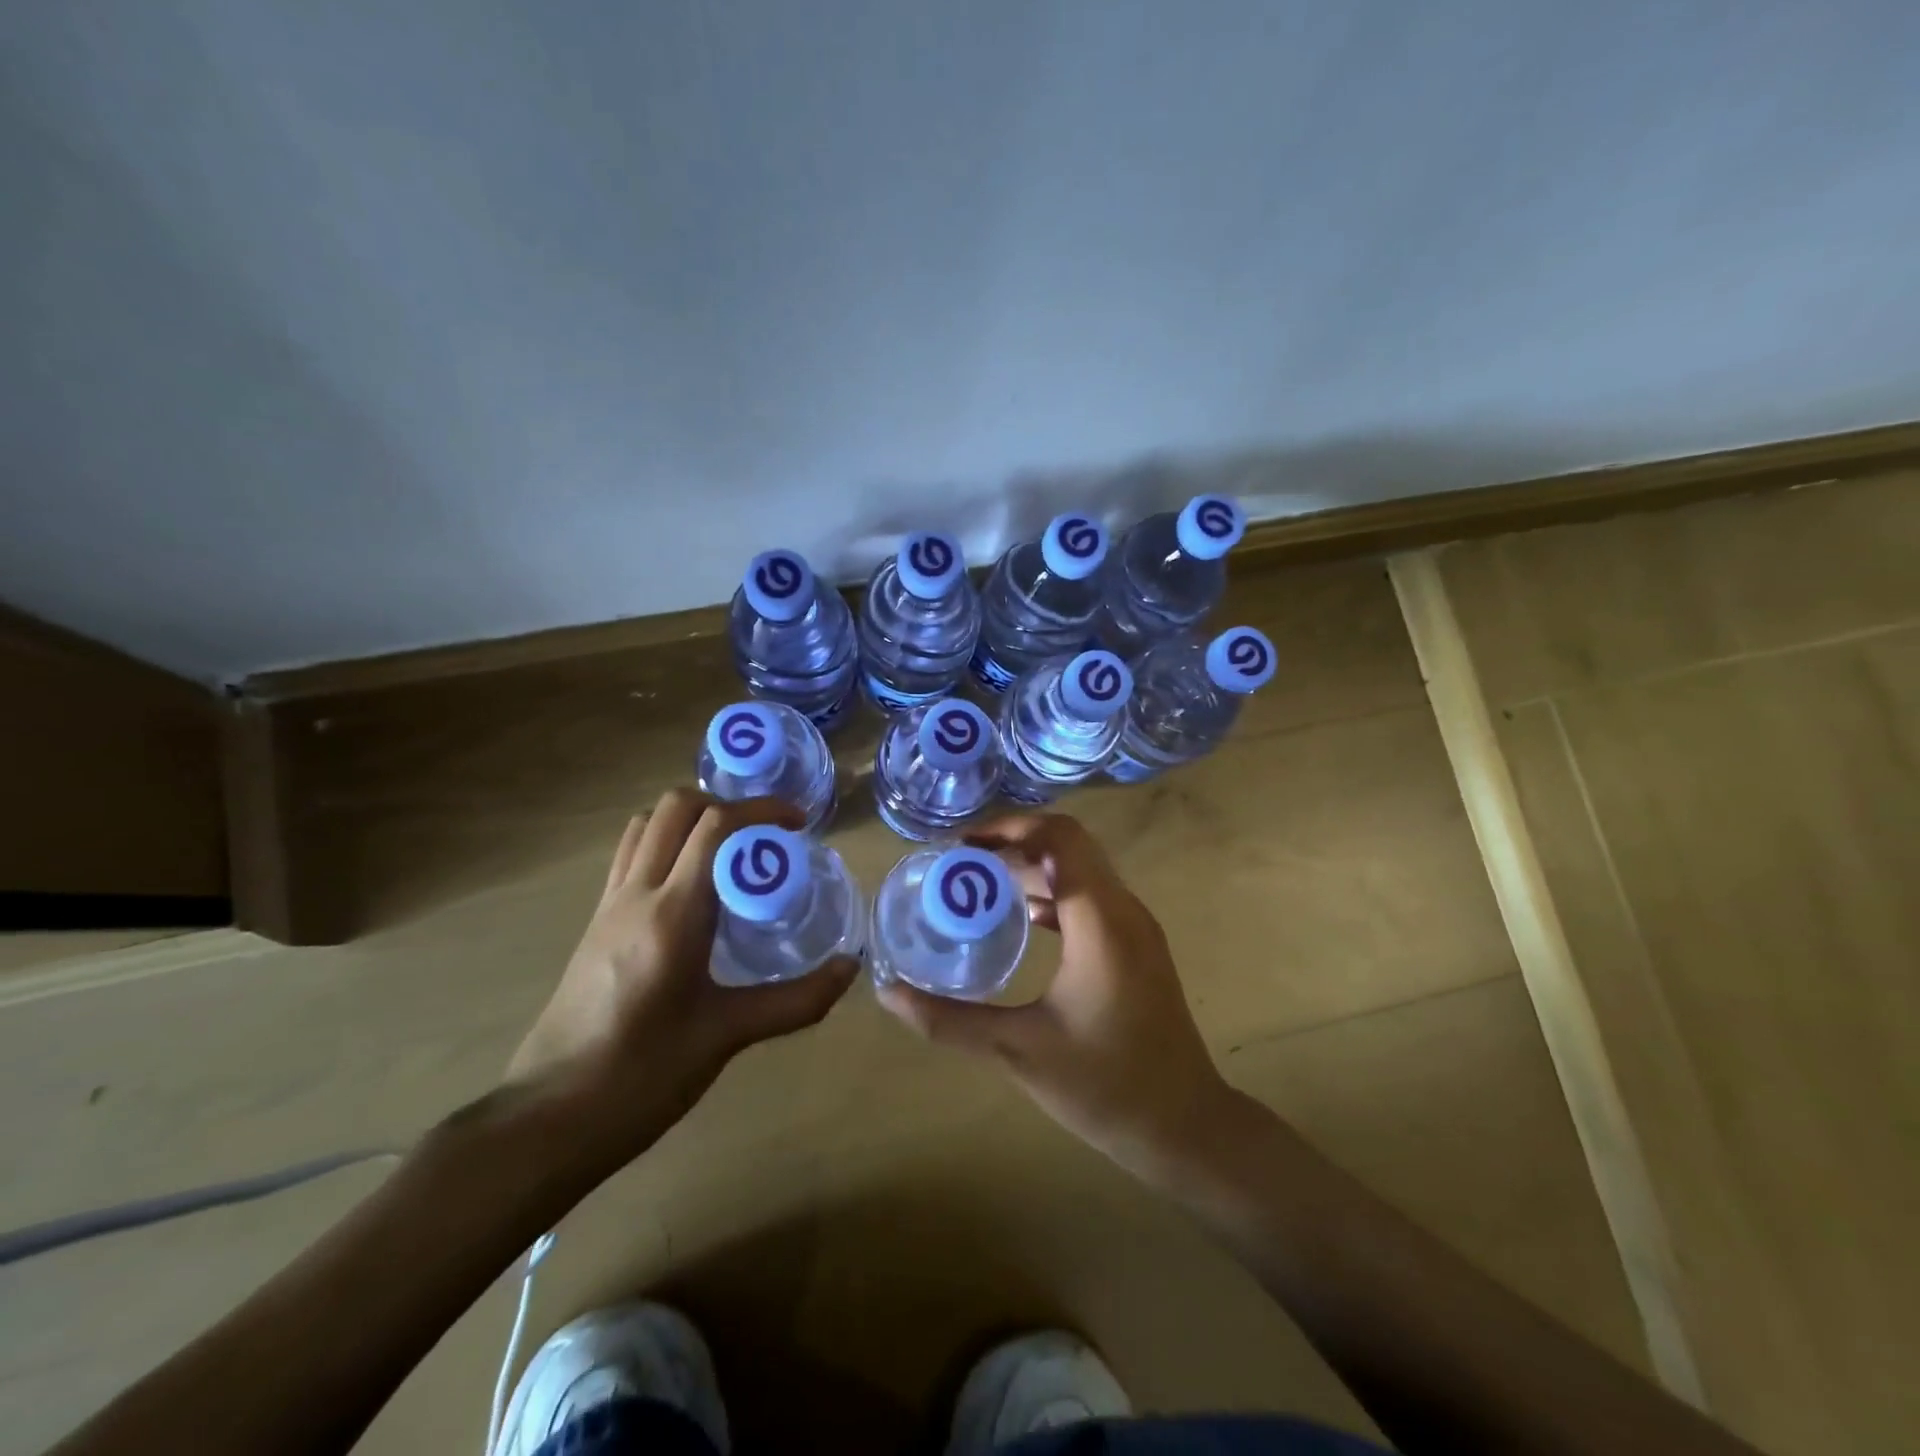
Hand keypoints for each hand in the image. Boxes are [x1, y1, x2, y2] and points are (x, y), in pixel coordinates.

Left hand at [507, 788, 857, 1169]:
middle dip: (726, 804)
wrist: (546, 1120)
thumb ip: (796, 1000)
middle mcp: (636, 894)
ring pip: (646, 825)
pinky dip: (665, 843)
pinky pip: (631, 856)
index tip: (798, 821)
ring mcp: (608, 905)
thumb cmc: (642, 1076)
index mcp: (672, 914)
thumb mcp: (727, 1036)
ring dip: (690, 818)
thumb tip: (850, 969)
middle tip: (764, 834)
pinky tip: (692, 885)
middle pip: (675, 808)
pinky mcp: (594, 923)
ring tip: (729, 849)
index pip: (715, 826)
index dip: (761, 809)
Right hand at [876, 811, 1234, 1180]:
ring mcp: (1137, 927)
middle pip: (1070, 845)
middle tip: (963, 864)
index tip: (962, 847)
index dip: (1009, 828)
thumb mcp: (1017, 1050)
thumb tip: (889, 993)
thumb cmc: (1104, 1085)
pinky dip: (1055, 893)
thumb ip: (949, 1020)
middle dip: (1015, 843)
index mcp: (1100, 920)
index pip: (1059, 837)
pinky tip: (1022, 920)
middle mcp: (1123, 909)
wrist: (1185, 1126)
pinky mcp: (1139, 947)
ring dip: (1034, 867)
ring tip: (982, 887)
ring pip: (1083, 870)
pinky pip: (1093, 897)